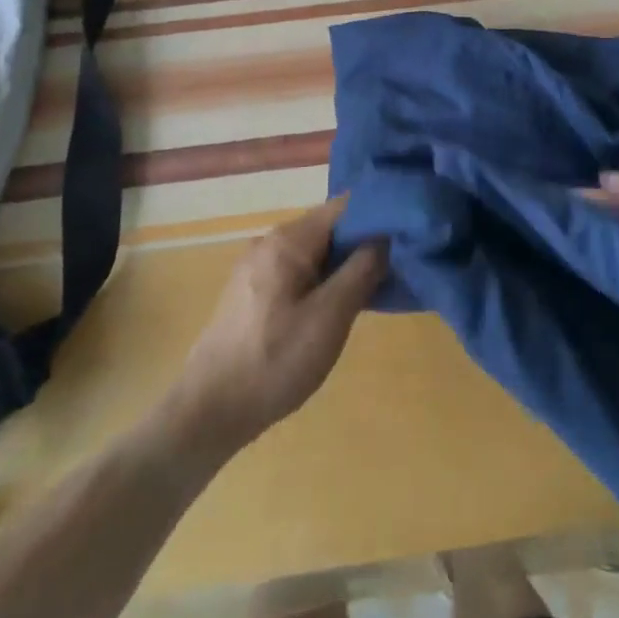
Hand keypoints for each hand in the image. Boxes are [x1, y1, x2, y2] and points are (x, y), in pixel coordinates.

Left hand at [170, 198, 385, 456]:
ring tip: (379, 285)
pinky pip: (298, 271)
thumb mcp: (330, 317)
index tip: (409, 231)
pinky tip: (341, 304)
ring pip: (314, 252)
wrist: (209, 410)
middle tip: (401, 264)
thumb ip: (361, 270)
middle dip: (364, 243)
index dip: (378, 214)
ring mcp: (258, 266)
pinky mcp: (253, 291)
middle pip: (328, 228)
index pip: (343, 207)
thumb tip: (385, 236)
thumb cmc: (274, 361)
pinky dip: (324, 280)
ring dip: (345, 265)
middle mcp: (270, 242)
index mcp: (288, 240)